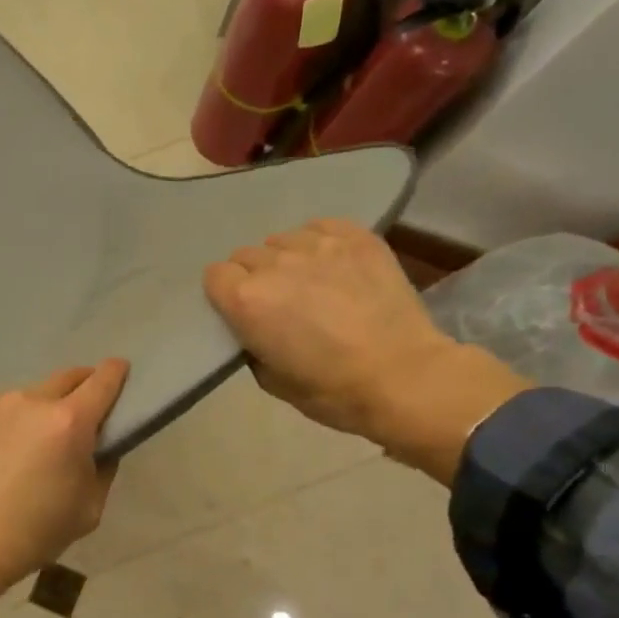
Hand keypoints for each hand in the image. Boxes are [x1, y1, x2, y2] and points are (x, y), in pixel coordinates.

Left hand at [0, 360, 128, 605]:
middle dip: (77, 391)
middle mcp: (29, 400)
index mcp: (69, 422)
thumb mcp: (90, 509)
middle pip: (64, 379)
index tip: (120, 372)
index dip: (116, 373)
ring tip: (20, 450)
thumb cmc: (33, 535)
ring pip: (24, 398)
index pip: (103, 380)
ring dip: (32, 414)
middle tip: (74, 419)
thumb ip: (103, 466)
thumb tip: (99, 443)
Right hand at [204, 220, 528, 482]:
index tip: (240, 312)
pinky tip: (332, 264)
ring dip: (286, 259)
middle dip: (254, 276)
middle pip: (246, 255)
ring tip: (308, 282)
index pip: (215, 275)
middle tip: (277, 303)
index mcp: (246, 301)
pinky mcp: (356, 238)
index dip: (225, 294)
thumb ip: (251, 344)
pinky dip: (319, 242)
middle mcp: (275, 265)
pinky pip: (321, 227)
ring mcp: (318, 246)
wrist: (403, 377)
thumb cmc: (331, 390)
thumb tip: (254, 328)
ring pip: (283, 240)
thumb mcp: (270, 380)